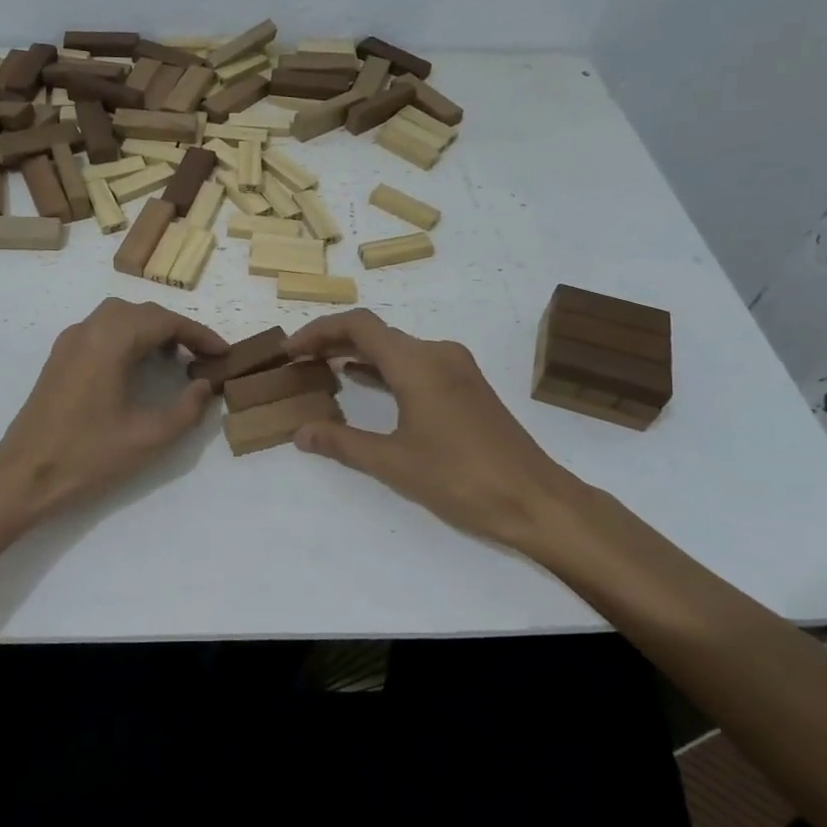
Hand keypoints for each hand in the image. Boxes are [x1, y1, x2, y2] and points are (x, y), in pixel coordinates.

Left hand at [0, 298, 226, 522]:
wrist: (23, 476)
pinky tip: (138, 366)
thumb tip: (204, 386)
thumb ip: (186, 409)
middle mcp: (88, 330)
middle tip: (202, 355)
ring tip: (175, 359)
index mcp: (109, 341)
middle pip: (141, 312)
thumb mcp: (149, 437)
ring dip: (150, 330)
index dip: (199, 334)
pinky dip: (127, 337)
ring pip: (119, 317)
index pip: (164, 321)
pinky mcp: (59, 357)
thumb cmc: (88, 456)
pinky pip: (100, 331)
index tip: (224, 353)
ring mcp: (69, 342)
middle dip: (176, 329)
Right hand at [283, 310, 598, 560]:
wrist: (535, 500)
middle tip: (298, 360)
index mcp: (416, 362)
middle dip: (333, 341)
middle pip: (376, 333)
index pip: (358, 326)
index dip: (318, 331)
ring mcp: (456, 369)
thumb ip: (342, 443)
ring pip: (397, 348)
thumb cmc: (460, 478)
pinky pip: (415, 364)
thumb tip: (300, 433)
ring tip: (321, 369)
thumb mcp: (392, 462)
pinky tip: (363, 384)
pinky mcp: (467, 387)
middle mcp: (437, 353)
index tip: (290, 350)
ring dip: (359, 355)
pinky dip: (384, 369)